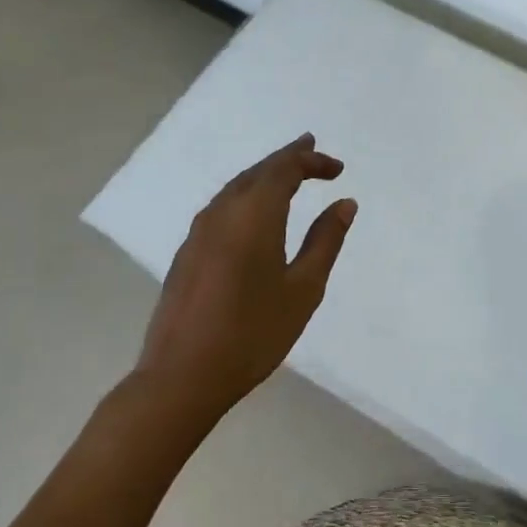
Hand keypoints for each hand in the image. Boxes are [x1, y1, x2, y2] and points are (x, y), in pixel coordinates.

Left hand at [134, 133, 356, 418]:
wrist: (181, 376)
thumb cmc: (253, 332)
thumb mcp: (303, 288)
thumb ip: (325, 240)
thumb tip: (344, 204)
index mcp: (253, 214)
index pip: (285, 169)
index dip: (313, 161)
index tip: (338, 169)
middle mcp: (222, 211)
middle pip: (258, 171)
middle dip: (288, 158)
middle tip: (313, 151)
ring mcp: (199, 231)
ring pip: (236, 187)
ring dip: (265, 175)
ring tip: (289, 174)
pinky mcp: (187, 252)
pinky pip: (222, 206)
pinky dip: (246, 195)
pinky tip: (255, 212)